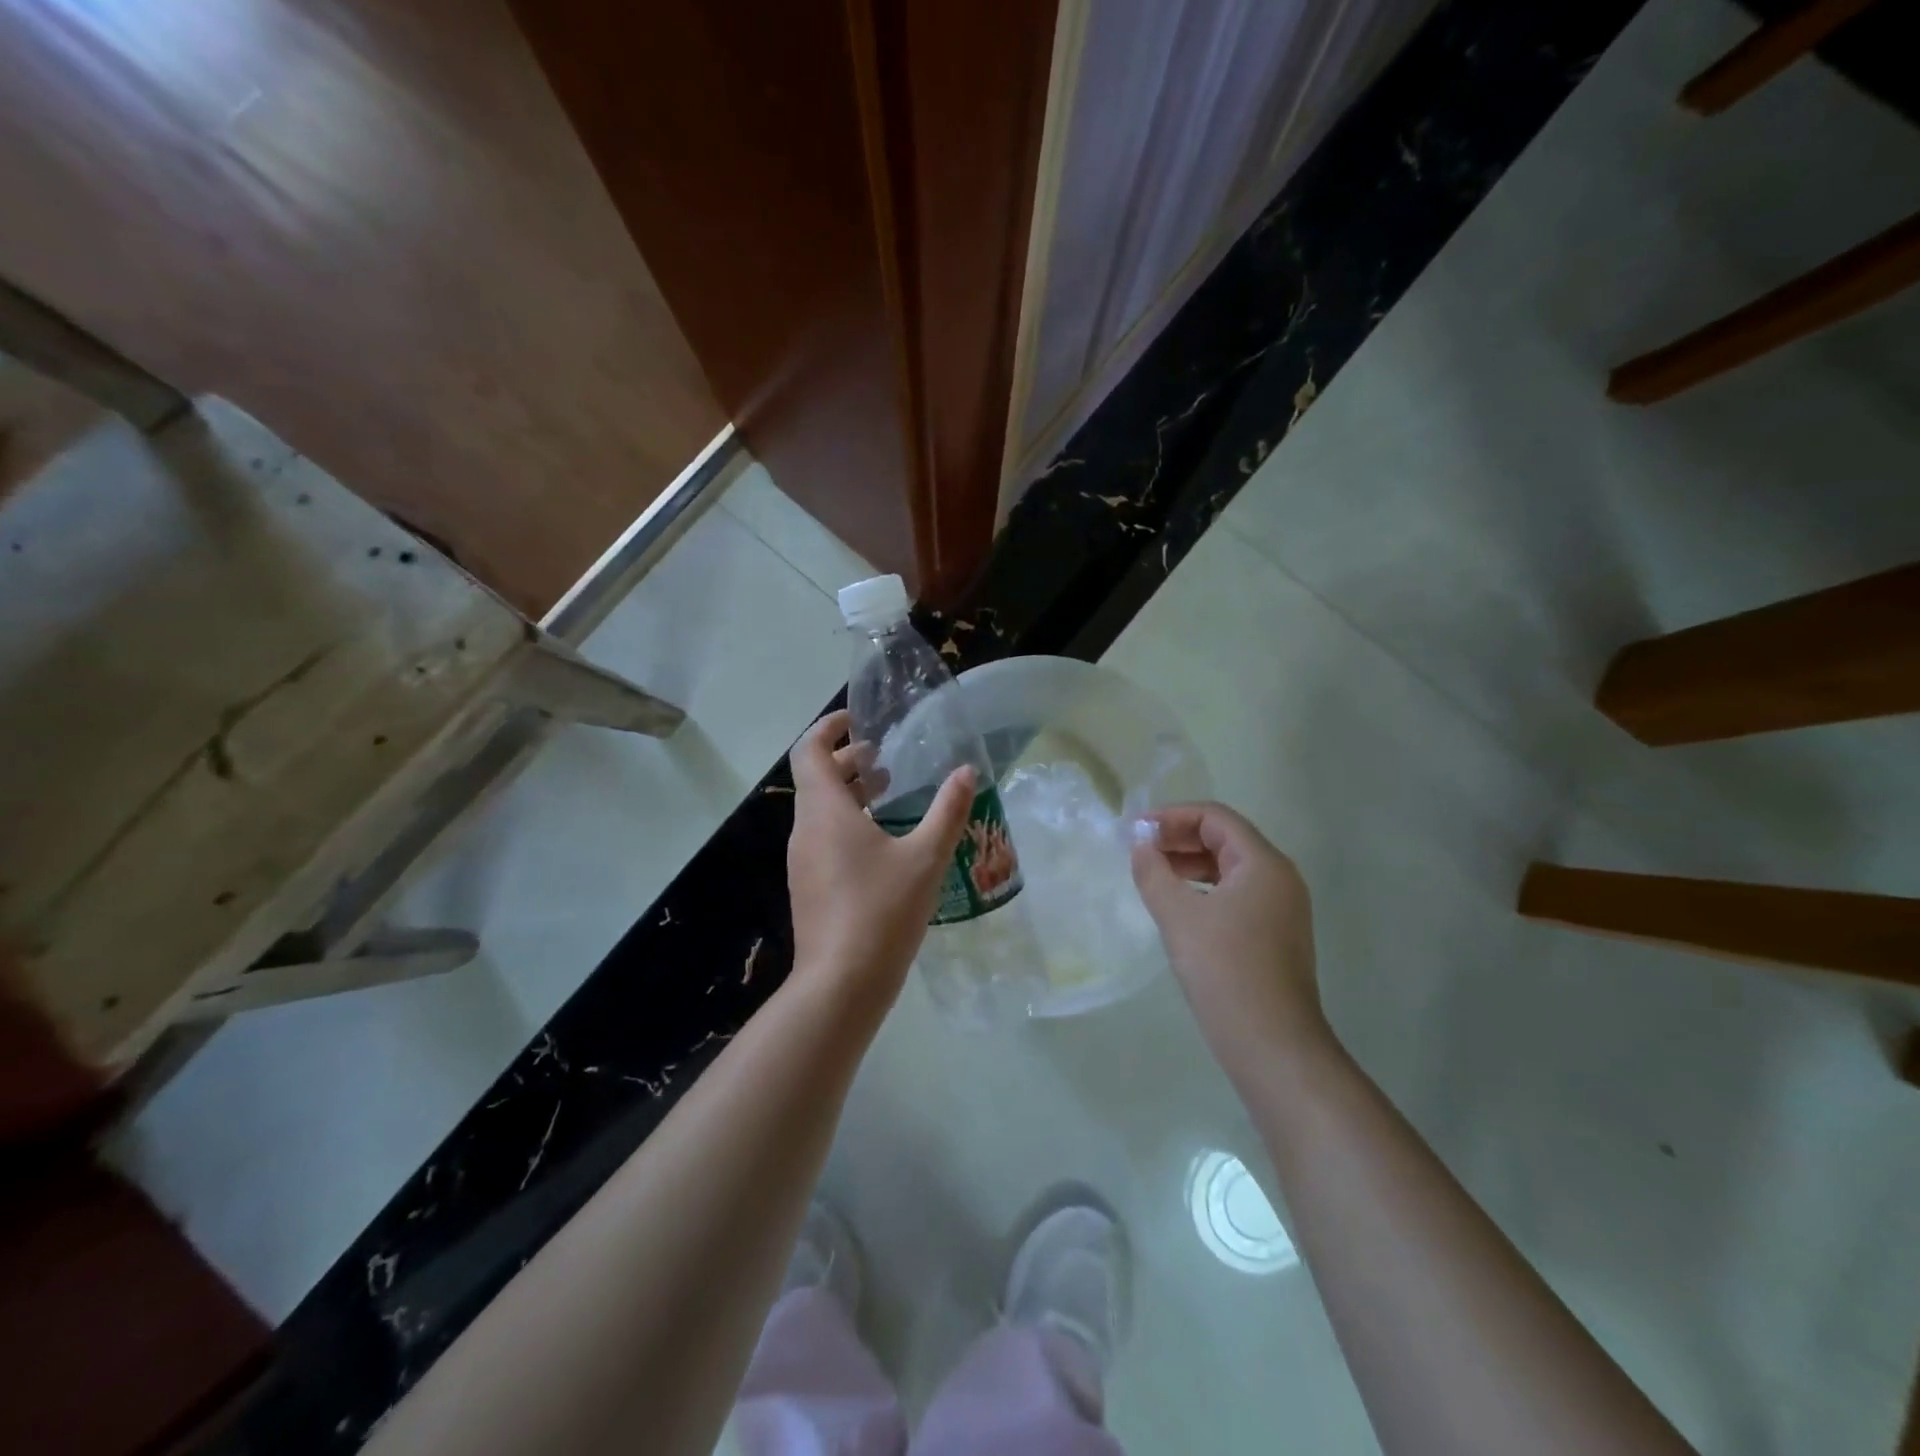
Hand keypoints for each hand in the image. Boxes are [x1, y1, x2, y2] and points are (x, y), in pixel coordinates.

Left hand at [786, 710, 975, 1006]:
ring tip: (890, 798)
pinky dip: (846, 825)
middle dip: (849, 763)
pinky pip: (823, 839)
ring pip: (819, 811)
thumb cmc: (882, 911)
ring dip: (849, 796)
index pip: (810, 751)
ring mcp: (802, 861)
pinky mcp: (808, 887)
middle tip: (887, 761)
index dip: (829, 728)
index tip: (858, 721)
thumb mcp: (926, 857)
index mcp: (824, 811)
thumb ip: (948, 811)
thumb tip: (967, 772)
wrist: (841, 984)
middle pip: (816, 779)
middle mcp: (805, 830)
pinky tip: (883, 845)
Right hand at [1130, 802, 1330, 1067]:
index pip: (1216, 818)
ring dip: (1190, 864)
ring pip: (1230, 869)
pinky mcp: (1275, 935)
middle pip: (1225, 839)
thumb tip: (1140, 845)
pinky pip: (1236, 895)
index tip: (1136, 830)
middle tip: (1139, 849)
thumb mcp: (1178, 916)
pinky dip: (1204, 889)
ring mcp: (1281, 909)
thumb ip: (1154, 873)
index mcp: (1263, 864)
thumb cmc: (1224, 970)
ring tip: (1152, 874)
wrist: (1272, 1044)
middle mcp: (1279, 878)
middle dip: (1179, 838)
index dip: (1173, 816)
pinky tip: (1178, 906)